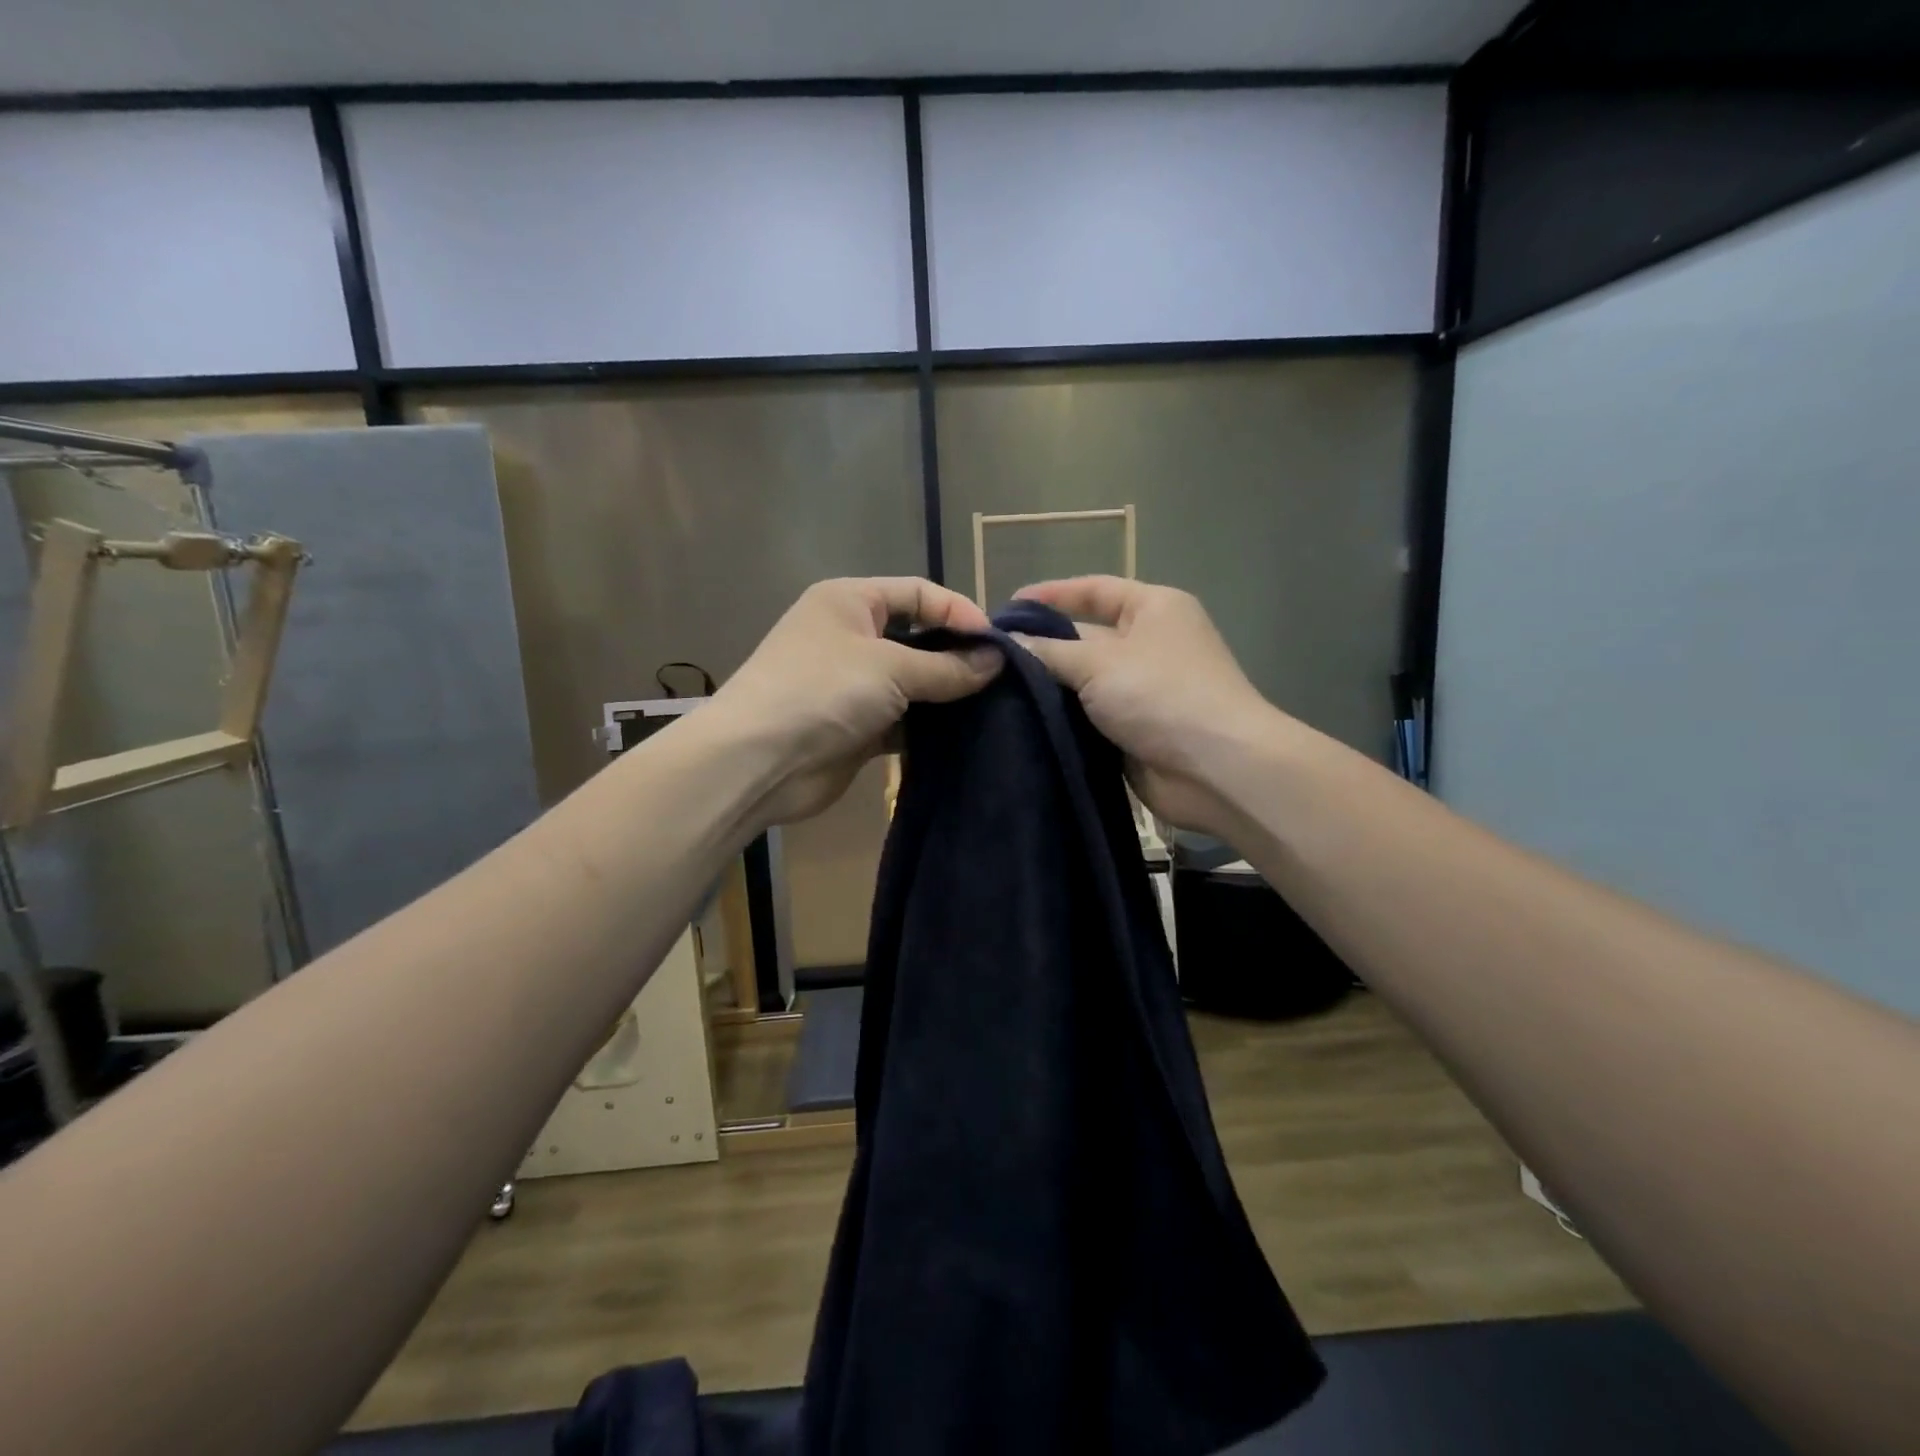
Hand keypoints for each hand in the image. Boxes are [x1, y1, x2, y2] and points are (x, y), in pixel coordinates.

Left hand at [714, 577, 1001, 825]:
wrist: (759, 761)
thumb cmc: (822, 691)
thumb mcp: (890, 667)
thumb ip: (947, 666)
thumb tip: (997, 661)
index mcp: (850, 602)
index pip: (918, 593)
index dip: (958, 611)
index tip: (997, 643)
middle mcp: (851, 637)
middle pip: (918, 637)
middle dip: (957, 655)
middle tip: (1002, 678)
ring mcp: (853, 685)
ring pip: (913, 683)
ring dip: (946, 694)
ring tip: (992, 707)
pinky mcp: (858, 728)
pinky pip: (904, 720)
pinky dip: (929, 727)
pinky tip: (964, 735)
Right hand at [1012, 577, 1281, 838]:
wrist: (1215, 770)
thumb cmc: (1161, 695)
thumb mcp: (1099, 662)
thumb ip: (1049, 651)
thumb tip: (1009, 642)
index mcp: (1153, 609)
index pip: (1094, 590)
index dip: (1051, 595)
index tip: (1006, 608)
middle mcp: (1149, 644)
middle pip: (1086, 636)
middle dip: (1043, 644)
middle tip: (991, 655)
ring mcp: (1142, 690)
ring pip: (1084, 680)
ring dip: (1049, 686)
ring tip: (995, 688)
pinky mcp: (1134, 729)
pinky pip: (1090, 716)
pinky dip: (1062, 718)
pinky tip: (1021, 720)